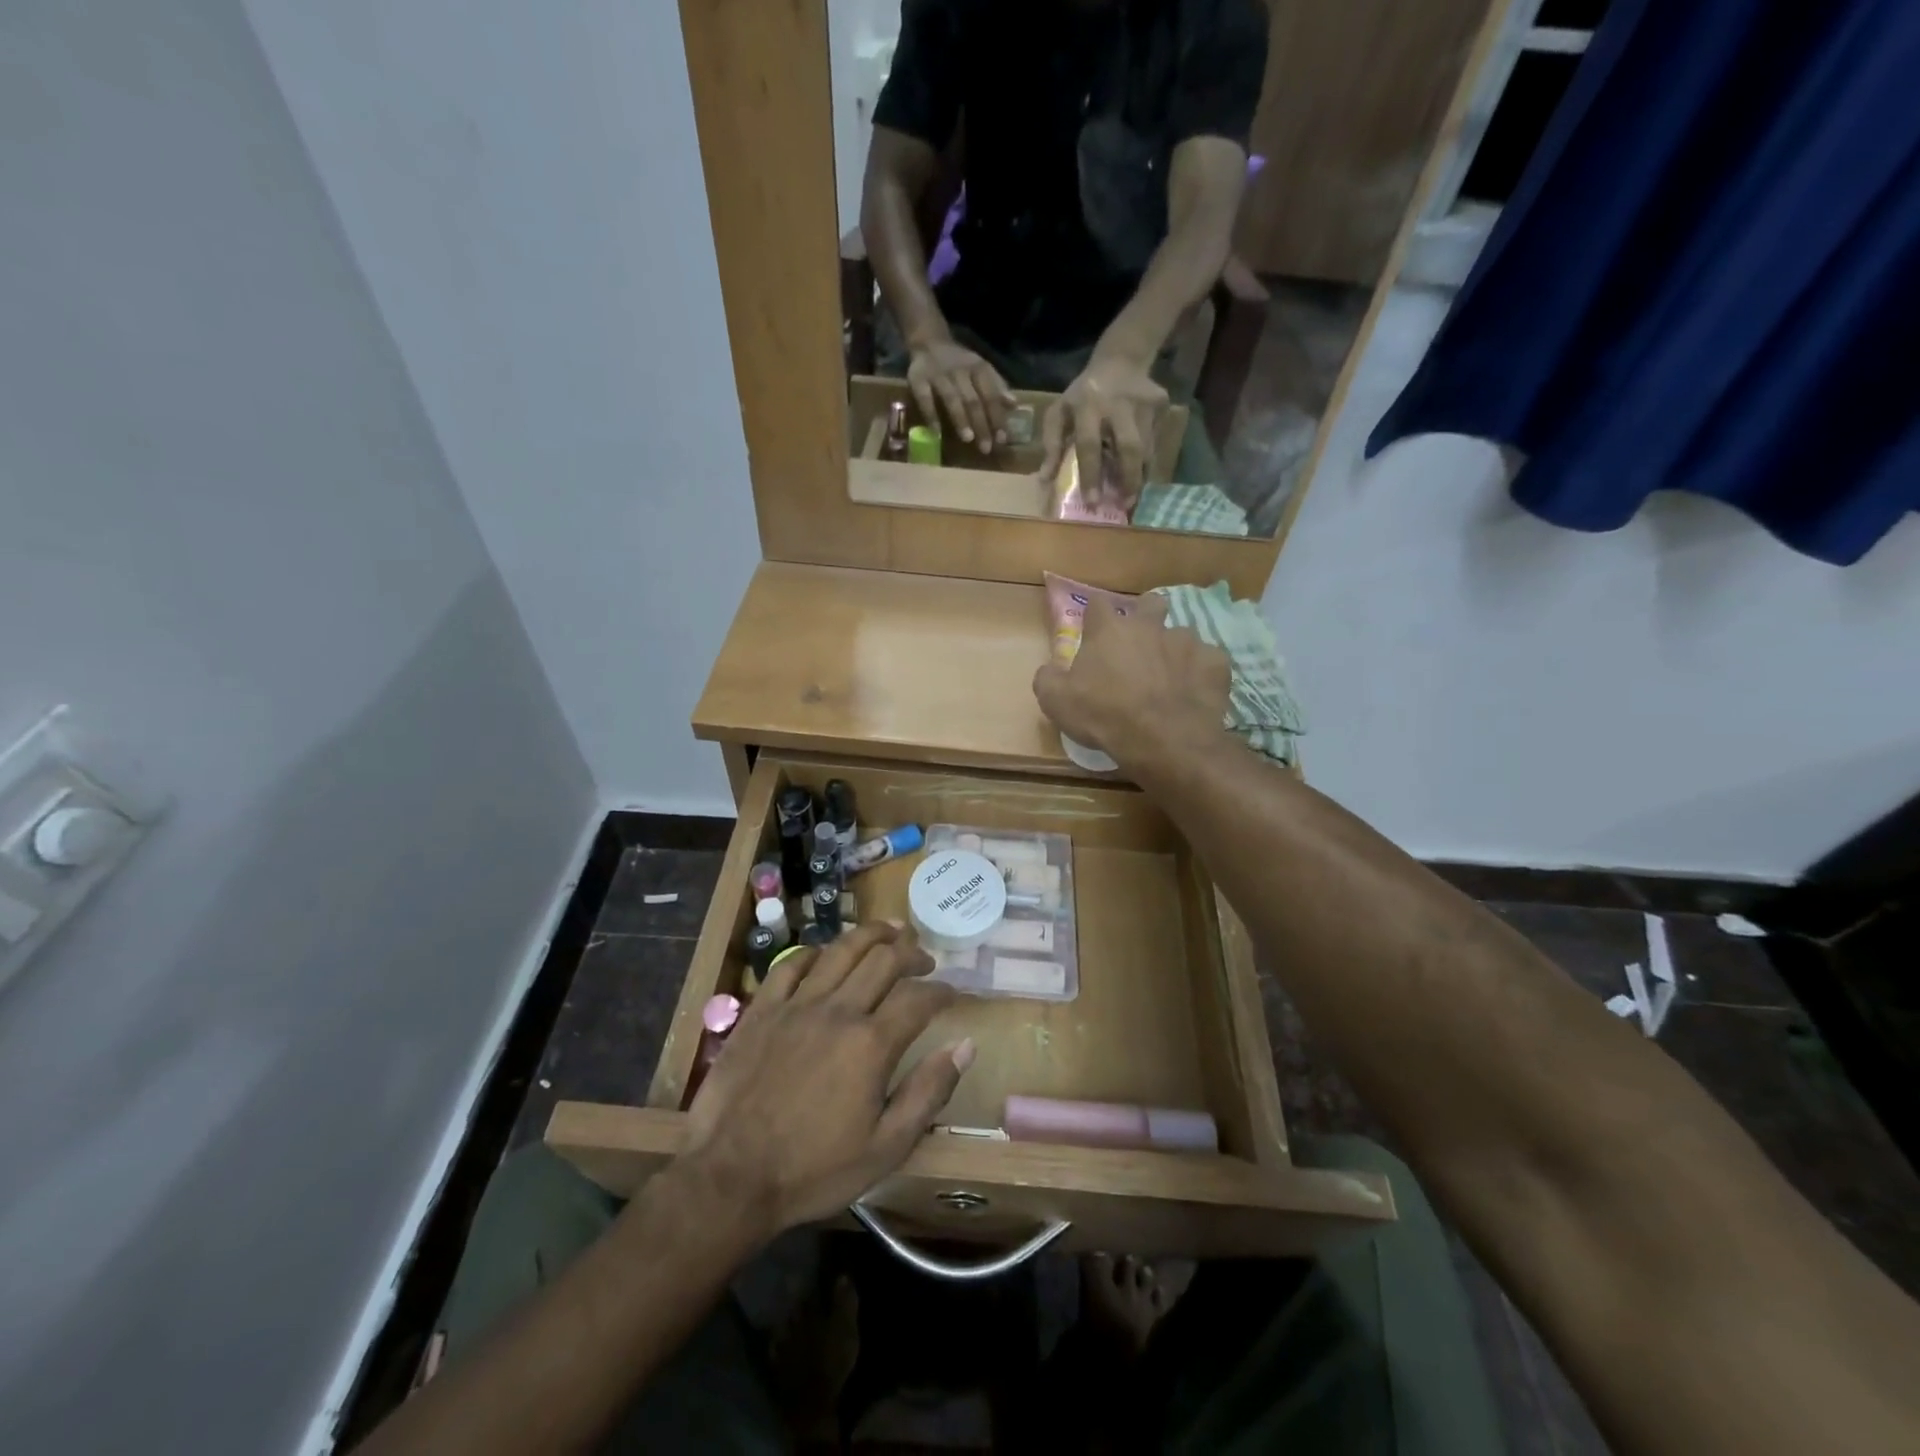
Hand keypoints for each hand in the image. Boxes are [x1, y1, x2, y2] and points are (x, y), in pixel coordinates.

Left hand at [680, 922, 972, 1236]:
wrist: (730, 1179)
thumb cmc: (814, 1170)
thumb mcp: (886, 1147)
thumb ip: (928, 1092)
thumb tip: (965, 1045)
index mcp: (871, 1044)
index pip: (919, 998)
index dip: (942, 991)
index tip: (952, 993)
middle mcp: (838, 1010)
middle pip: (883, 959)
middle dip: (911, 952)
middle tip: (923, 957)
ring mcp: (796, 1005)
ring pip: (840, 949)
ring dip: (871, 934)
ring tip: (889, 931)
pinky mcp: (762, 1010)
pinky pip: (791, 964)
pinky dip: (815, 952)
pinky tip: (826, 954)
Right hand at [908, 337, 1015, 452]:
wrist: (929, 341)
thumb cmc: (960, 363)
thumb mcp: (981, 369)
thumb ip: (997, 387)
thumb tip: (1014, 405)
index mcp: (978, 369)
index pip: (990, 395)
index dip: (997, 417)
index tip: (1002, 439)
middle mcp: (959, 371)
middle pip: (973, 400)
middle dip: (981, 424)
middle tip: (986, 448)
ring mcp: (938, 375)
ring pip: (951, 398)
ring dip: (960, 419)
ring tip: (968, 439)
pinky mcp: (918, 379)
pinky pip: (924, 398)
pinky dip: (930, 415)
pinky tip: (935, 433)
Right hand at [1033, 593, 1229, 771]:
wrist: (1163, 740)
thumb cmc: (1104, 716)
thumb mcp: (1055, 702)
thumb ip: (1048, 678)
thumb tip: (1049, 670)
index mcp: (1109, 630)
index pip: (1097, 605)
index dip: (1095, 616)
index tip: (1093, 633)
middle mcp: (1149, 626)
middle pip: (1150, 603)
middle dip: (1146, 616)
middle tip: (1139, 645)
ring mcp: (1187, 642)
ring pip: (1181, 635)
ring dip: (1173, 651)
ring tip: (1169, 680)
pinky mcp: (1215, 663)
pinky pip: (1208, 661)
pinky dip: (1200, 674)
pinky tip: (1193, 694)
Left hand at [1036, 355, 1170, 507]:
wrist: (1120, 360)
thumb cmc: (1083, 394)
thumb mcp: (1060, 412)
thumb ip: (1052, 444)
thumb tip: (1045, 478)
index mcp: (1087, 405)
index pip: (1089, 445)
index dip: (1091, 475)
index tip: (1092, 503)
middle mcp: (1118, 404)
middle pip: (1128, 447)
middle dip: (1128, 479)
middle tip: (1125, 505)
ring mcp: (1143, 403)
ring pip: (1145, 448)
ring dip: (1138, 475)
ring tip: (1131, 496)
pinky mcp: (1161, 404)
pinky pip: (1154, 440)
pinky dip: (1146, 460)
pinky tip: (1139, 470)